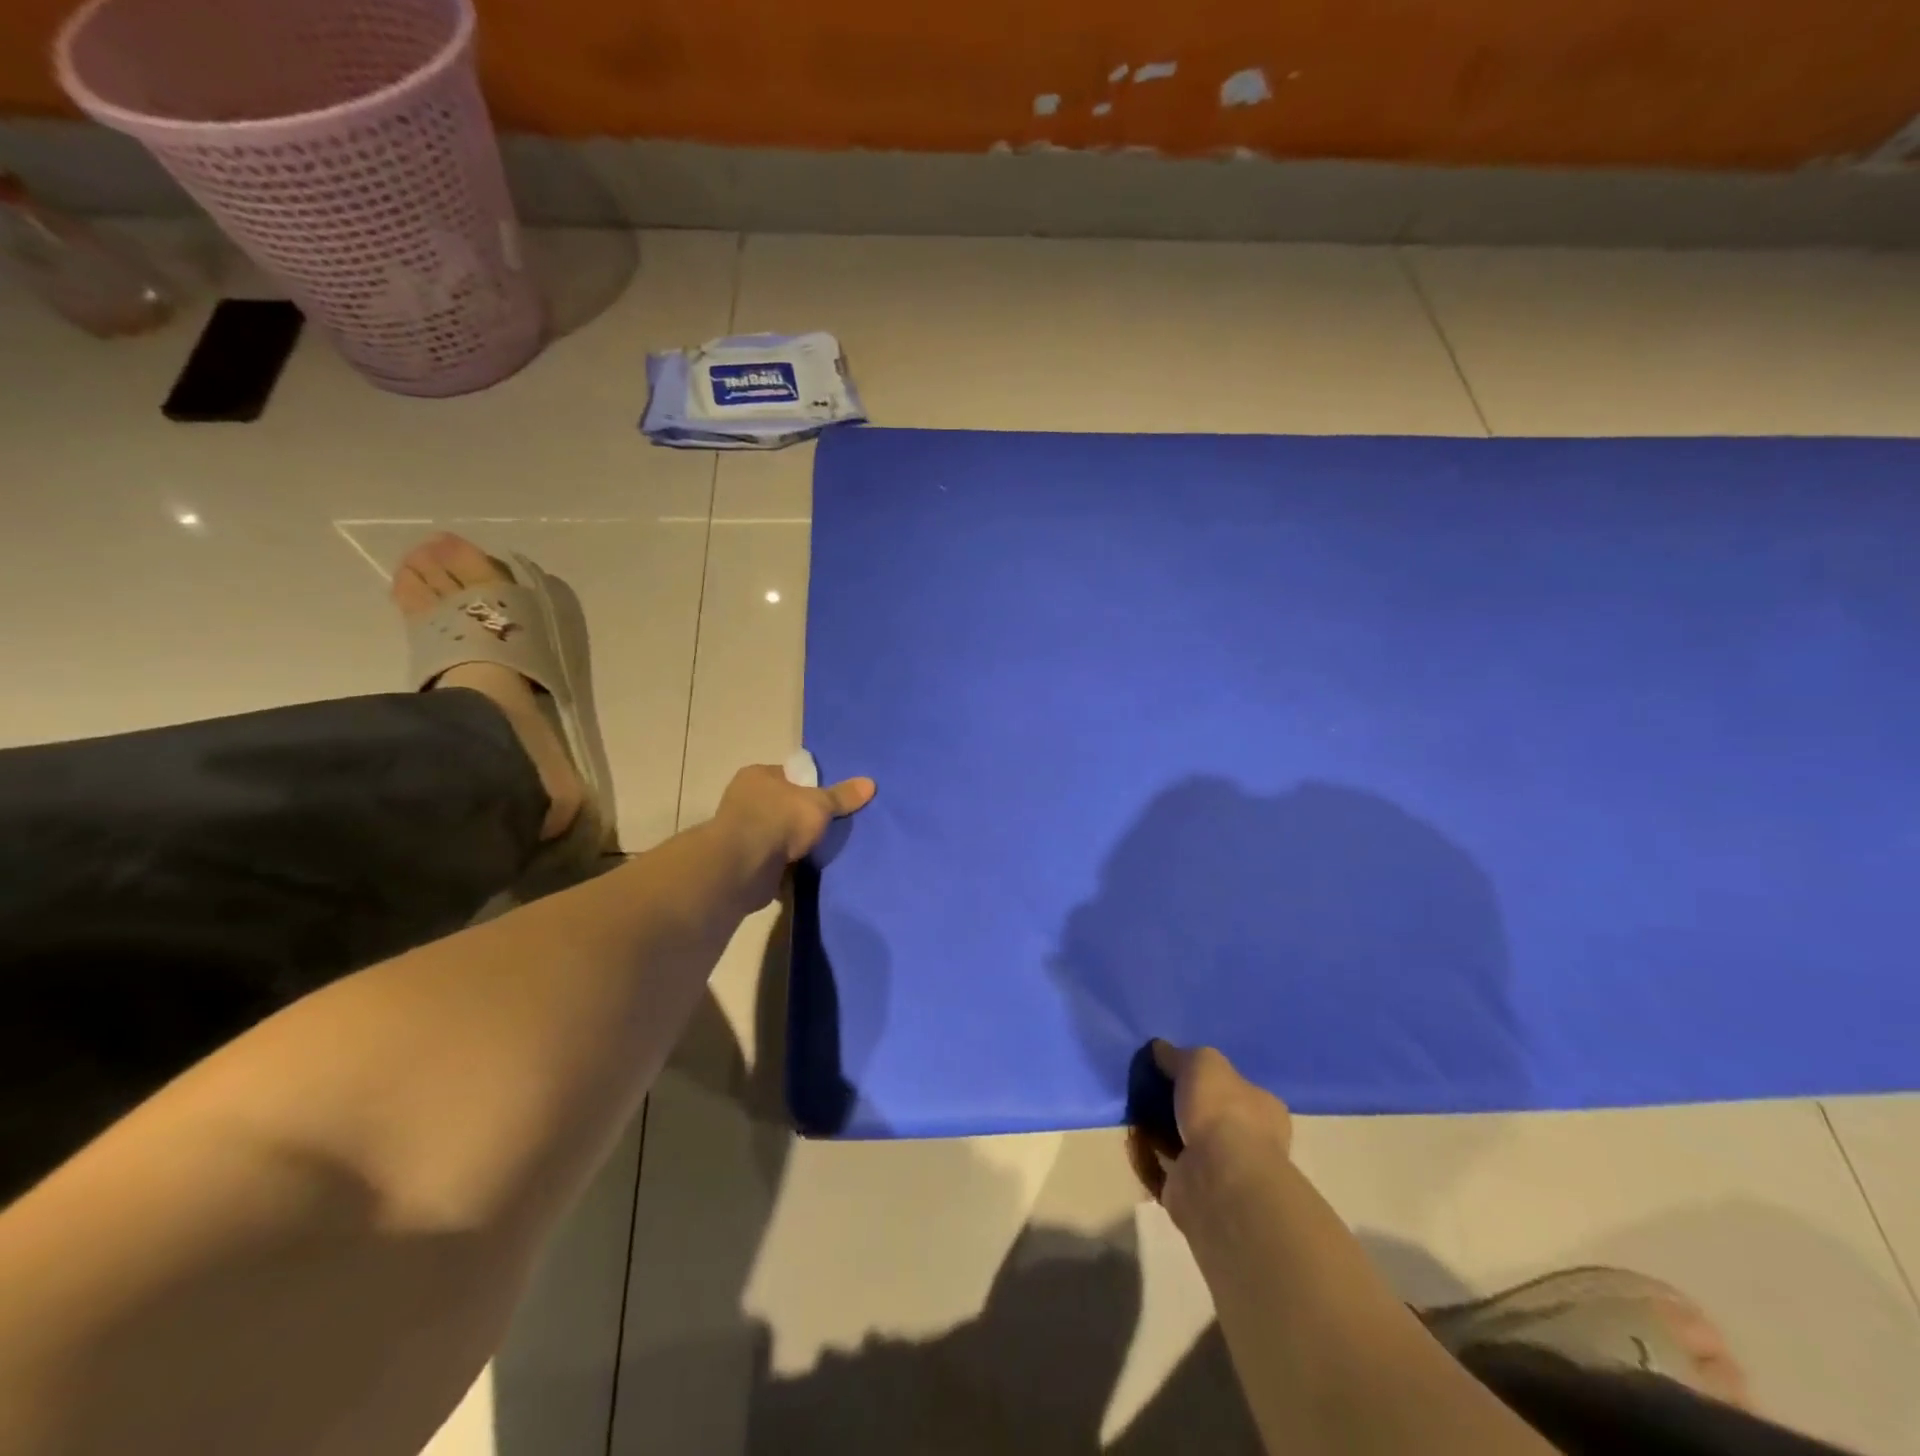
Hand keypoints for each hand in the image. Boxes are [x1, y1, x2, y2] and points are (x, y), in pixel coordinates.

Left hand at [712, 763, 876, 902]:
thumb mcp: (819, 803)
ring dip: (794, 844)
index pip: (789, 775)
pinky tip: (806, 870)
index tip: (830, 800)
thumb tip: (871, 783)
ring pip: (778, 835)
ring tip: (823, 850)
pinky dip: (787, 866)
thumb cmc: (779, 820)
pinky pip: (773, 860)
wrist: (744, 867)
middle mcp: (745, 800)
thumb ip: (842, 796)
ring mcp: (742, 833)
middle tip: (831, 826)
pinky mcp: (744, 862)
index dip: (810, 786)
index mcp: (757, 776)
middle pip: (783, 806)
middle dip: (803, 818)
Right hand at [1132, 1040, 1292, 1228]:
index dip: (1205, 1077)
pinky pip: (1167, 1166)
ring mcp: (1224, 1170)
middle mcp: (1250, 1140)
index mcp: (1263, 1108)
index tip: (1174, 1068)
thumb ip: (1179, 1055)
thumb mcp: (1201, 1062)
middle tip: (1149, 1088)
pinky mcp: (1197, 1192)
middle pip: (1208, 1114)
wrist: (1219, 1179)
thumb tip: (1160, 1049)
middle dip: (1180, 1105)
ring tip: (1135, 1110)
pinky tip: (1133, 1138)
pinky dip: (1151, 1155)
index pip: (1235, 1086)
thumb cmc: (1223, 1111)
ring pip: (1186, 1141)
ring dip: (1162, 1130)